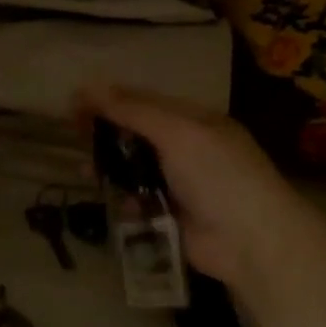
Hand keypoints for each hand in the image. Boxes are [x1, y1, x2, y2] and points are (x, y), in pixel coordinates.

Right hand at [78, 85, 325, 305]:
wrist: (252, 241)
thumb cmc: (217, 175)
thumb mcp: (176, 132)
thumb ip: (133, 110)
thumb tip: (90, 85)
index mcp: (195, 120)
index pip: (145, 101)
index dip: (110, 99)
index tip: (74, 103)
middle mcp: (189, 147)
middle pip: (138, 134)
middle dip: (107, 132)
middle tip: (73, 133)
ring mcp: (182, 183)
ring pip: (136, 168)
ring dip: (111, 166)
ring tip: (84, 169)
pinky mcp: (174, 215)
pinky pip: (142, 200)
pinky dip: (126, 199)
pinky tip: (113, 200)